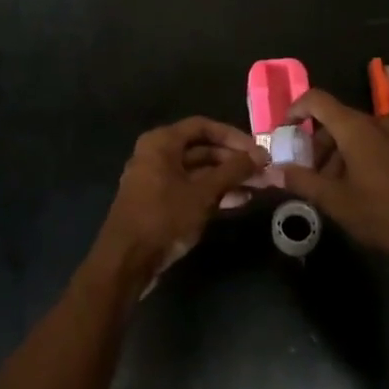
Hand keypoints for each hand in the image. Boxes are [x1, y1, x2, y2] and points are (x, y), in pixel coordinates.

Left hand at [95, 117, 266, 289]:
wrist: (126, 262)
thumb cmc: (164, 217)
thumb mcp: (203, 193)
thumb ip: (233, 171)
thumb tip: (261, 154)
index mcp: (162, 142)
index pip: (203, 127)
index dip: (232, 136)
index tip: (257, 150)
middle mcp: (157, 154)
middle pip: (202, 149)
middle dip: (233, 160)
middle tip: (262, 171)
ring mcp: (157, 179)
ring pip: (199, 171)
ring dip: (227, 178)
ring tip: (257, 187)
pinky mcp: (160, 202)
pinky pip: (191, 188)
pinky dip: (213, 192)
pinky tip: (239, 201)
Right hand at [277, 89, 388, 263]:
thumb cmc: (382, 212)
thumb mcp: (335, 200)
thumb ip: (302, 181)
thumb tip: (274, 170)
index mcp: (353, 127)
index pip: (316, 99)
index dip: (295, 110)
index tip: (282, 133)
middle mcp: (372, 123)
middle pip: (333, 119)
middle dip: (313, 142)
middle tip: (303, 172)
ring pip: (350, 133)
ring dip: (332, 153)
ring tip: (325, 187)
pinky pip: (368, 143)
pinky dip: (351, 157)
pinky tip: (351, 189)